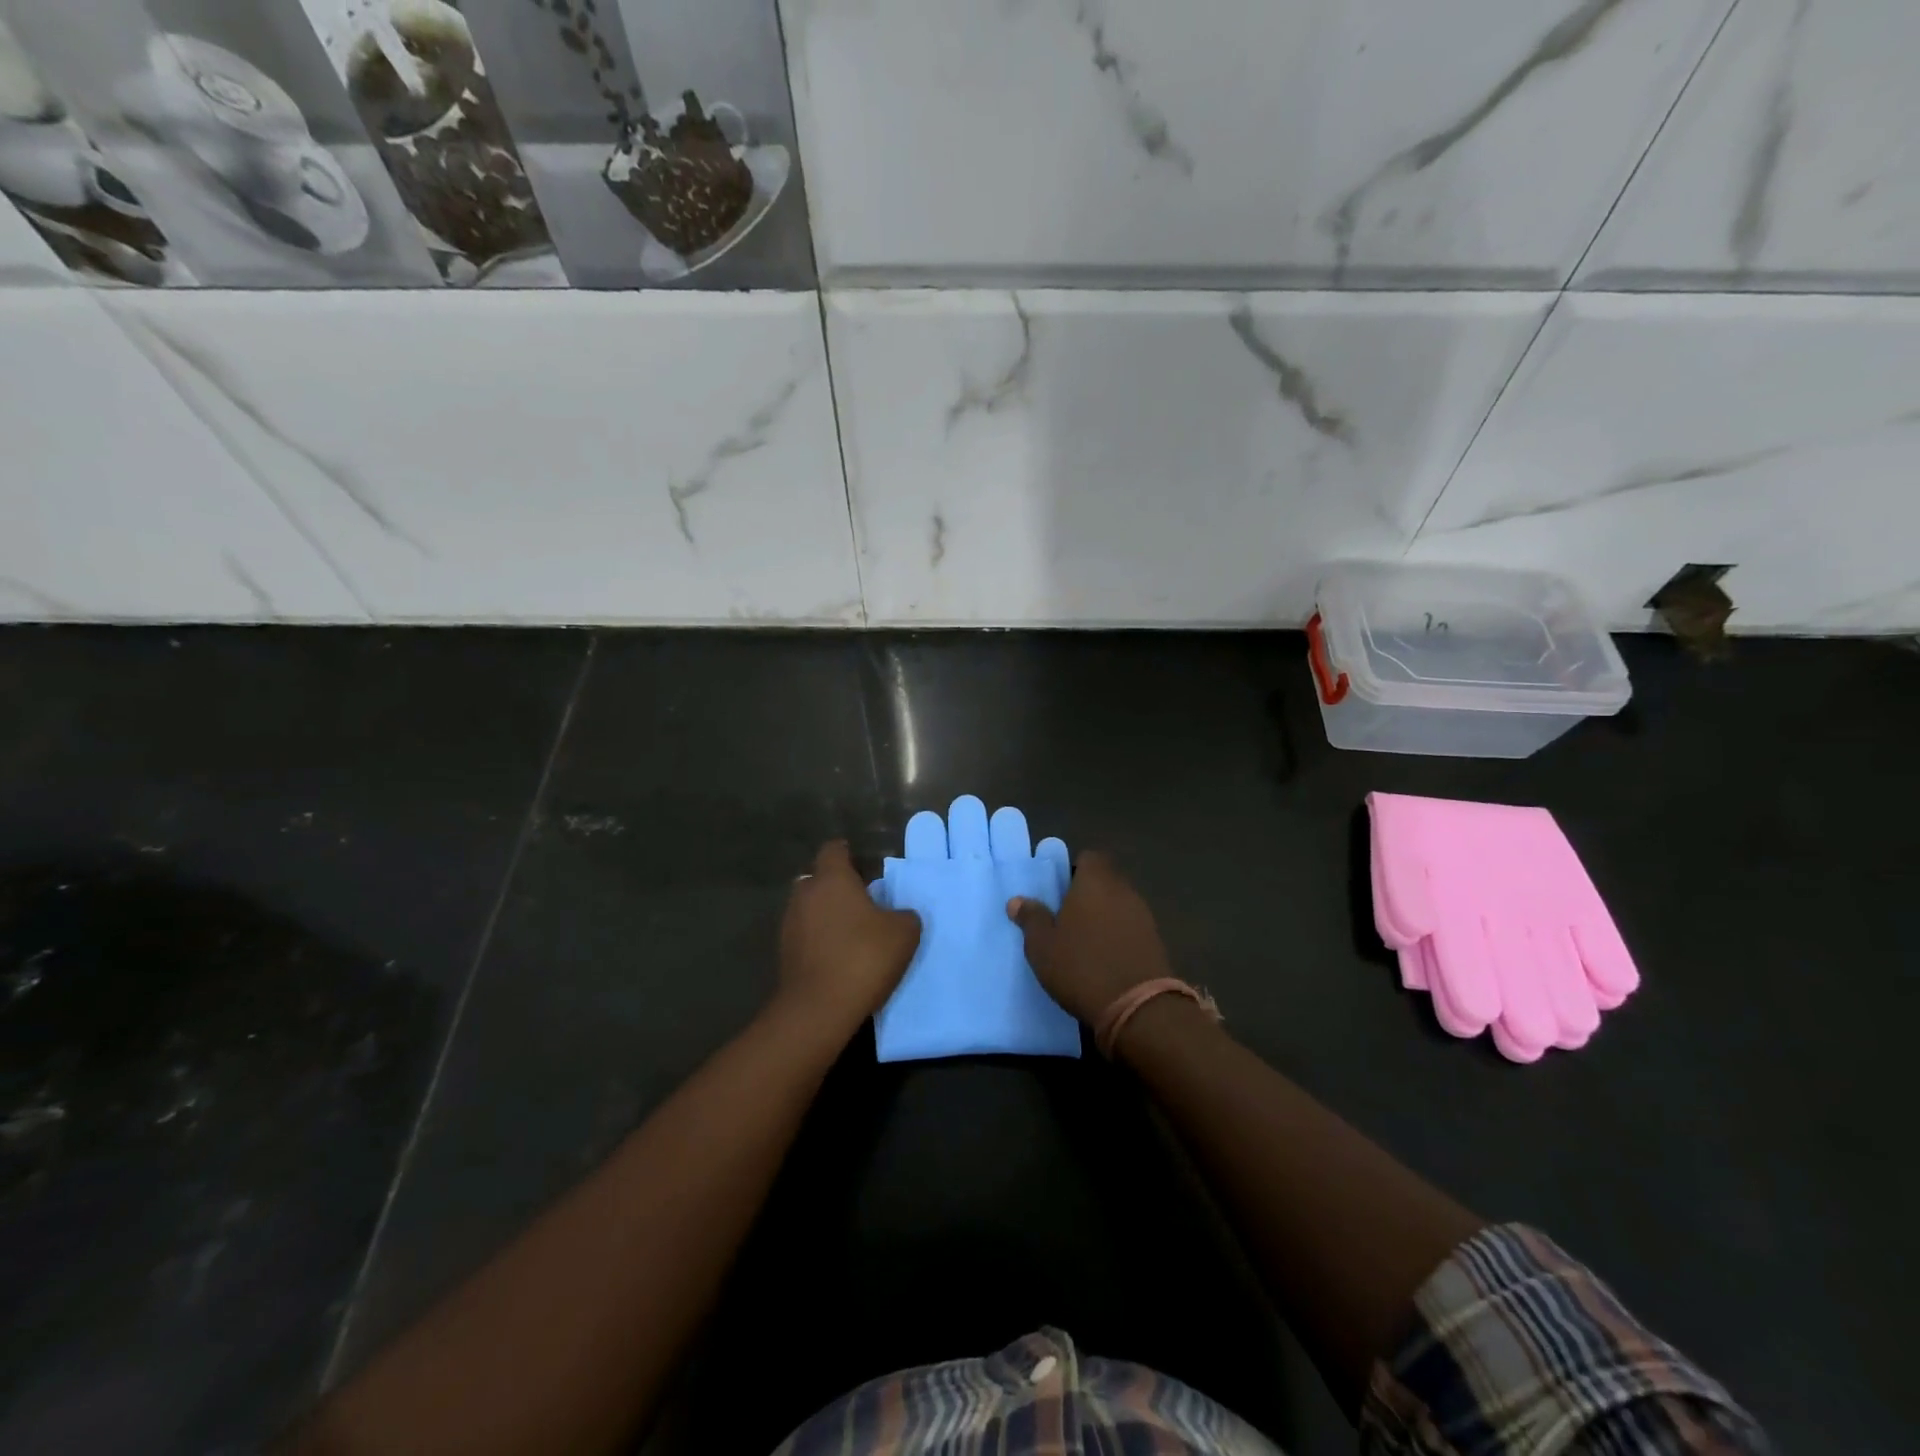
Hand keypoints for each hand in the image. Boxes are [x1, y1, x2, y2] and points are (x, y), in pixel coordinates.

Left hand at [776, 840, 921, 1043]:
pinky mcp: (783, 953)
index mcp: (832, 878)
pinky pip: (804, 934)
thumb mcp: (904, 933)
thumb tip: (898, 914)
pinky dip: (818, 938)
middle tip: (860, 901)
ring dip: (825, 914)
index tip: (862, 864)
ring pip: (809, 907)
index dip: (847, 854)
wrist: (819, 1008)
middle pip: (817, 878)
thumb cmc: (863, 957)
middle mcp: (805, 894)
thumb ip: (904, 914)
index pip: (833, 850)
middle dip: (835, 885)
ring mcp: (789, 924)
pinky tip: (837, 955)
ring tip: (850, 931)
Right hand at [1006, 851, 1173, 1023]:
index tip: (1059, 892)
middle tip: (1065, 918)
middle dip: (1088, 894)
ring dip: (1104, 917)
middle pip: (1105, 881)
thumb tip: (1017, 900)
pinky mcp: (1156, 942)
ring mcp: (1144, 916)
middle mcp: (1123, 890)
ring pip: (1119, 905)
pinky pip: (1131, 928)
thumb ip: (1031, 918)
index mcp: (1095, 881)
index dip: (1074, 870)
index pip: (1089, 858)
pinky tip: (1104, 959)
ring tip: (1084, 942)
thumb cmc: (1081, 966)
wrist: (1138, 1008)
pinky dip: (1119, 936)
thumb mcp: (1042, 945)